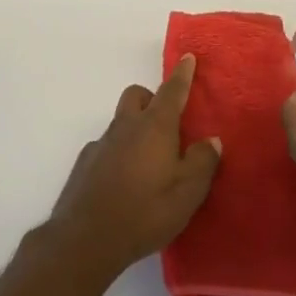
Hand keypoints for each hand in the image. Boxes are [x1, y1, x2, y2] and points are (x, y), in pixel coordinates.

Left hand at [47, 55, 222, 286]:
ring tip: (148, 160)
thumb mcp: (187, 193)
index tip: (187, 57)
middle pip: (137, 96)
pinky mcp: (84, 163)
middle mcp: (126, 127)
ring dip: (135, 128)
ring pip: (120, 121)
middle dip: (152, 98)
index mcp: (155, 127)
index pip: (172, 91)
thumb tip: (211, 140)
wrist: (86, 239)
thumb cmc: (144, 212)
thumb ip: (203, 162)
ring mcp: (101, 143)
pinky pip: (106, 146)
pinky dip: (118, 152)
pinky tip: (123, 181)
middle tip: (167, 123)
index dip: (182, 74)